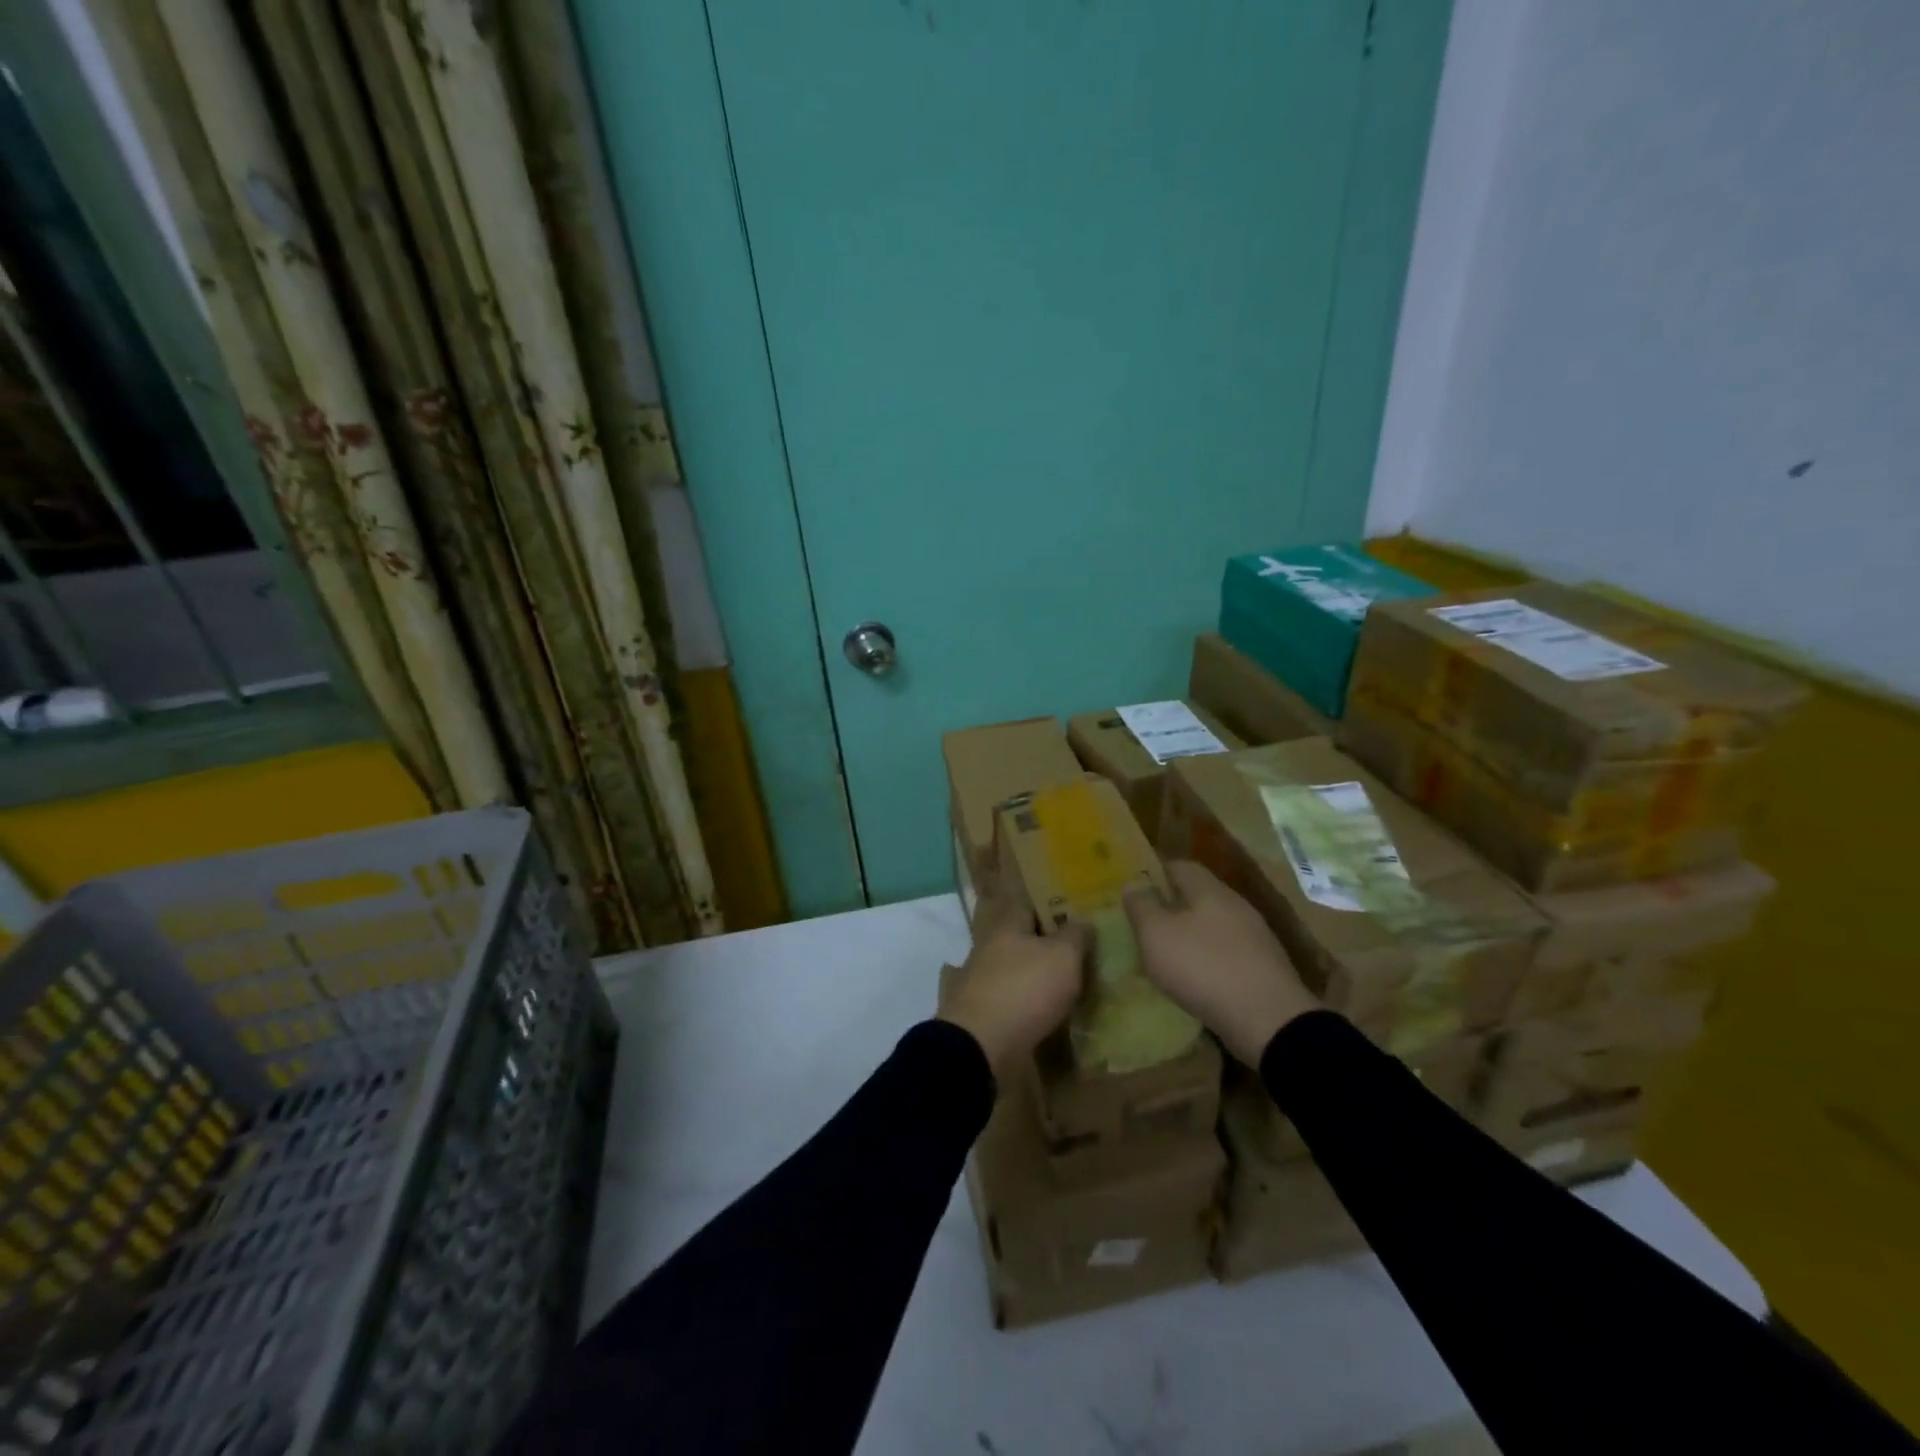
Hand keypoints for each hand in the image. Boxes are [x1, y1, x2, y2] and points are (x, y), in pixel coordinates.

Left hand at [940, 885, 1085, 1081]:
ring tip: (1070, 990)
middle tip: (1081, 959)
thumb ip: (1075, 936)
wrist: (980, 1045)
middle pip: (1023, 941)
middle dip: (1048, 948)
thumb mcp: (1063, 957)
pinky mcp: (981, 1013)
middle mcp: (989, 948)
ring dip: (1037, 980)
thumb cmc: (1025, 989)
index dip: (1054, 910)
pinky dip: (1028, 1007)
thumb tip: (1082, 920)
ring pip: (1016, 972)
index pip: (1030, 907)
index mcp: (1006, 926)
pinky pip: (1011, 1002)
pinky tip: (1048, 1016)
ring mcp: (981, 982)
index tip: (1078, 921)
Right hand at [1124, 860, 1319, 1065]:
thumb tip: (1133, 882)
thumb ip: (1142, 905)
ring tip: (1168, 954)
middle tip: (1146, 923)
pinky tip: (1196, 978)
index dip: (1156, 872)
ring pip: (1214, 925)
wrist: (1268, 1020)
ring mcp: (1255, 937)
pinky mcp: (1264, 968)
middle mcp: (1236, 906)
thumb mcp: (1157, 934)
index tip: (1136, 889)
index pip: (1180, 866)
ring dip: (1191, 934)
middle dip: (1173, 905)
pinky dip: (1208, 959)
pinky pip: (1228, 952)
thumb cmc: (1203, 967)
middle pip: (1199, 895)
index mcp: (1210, 890)